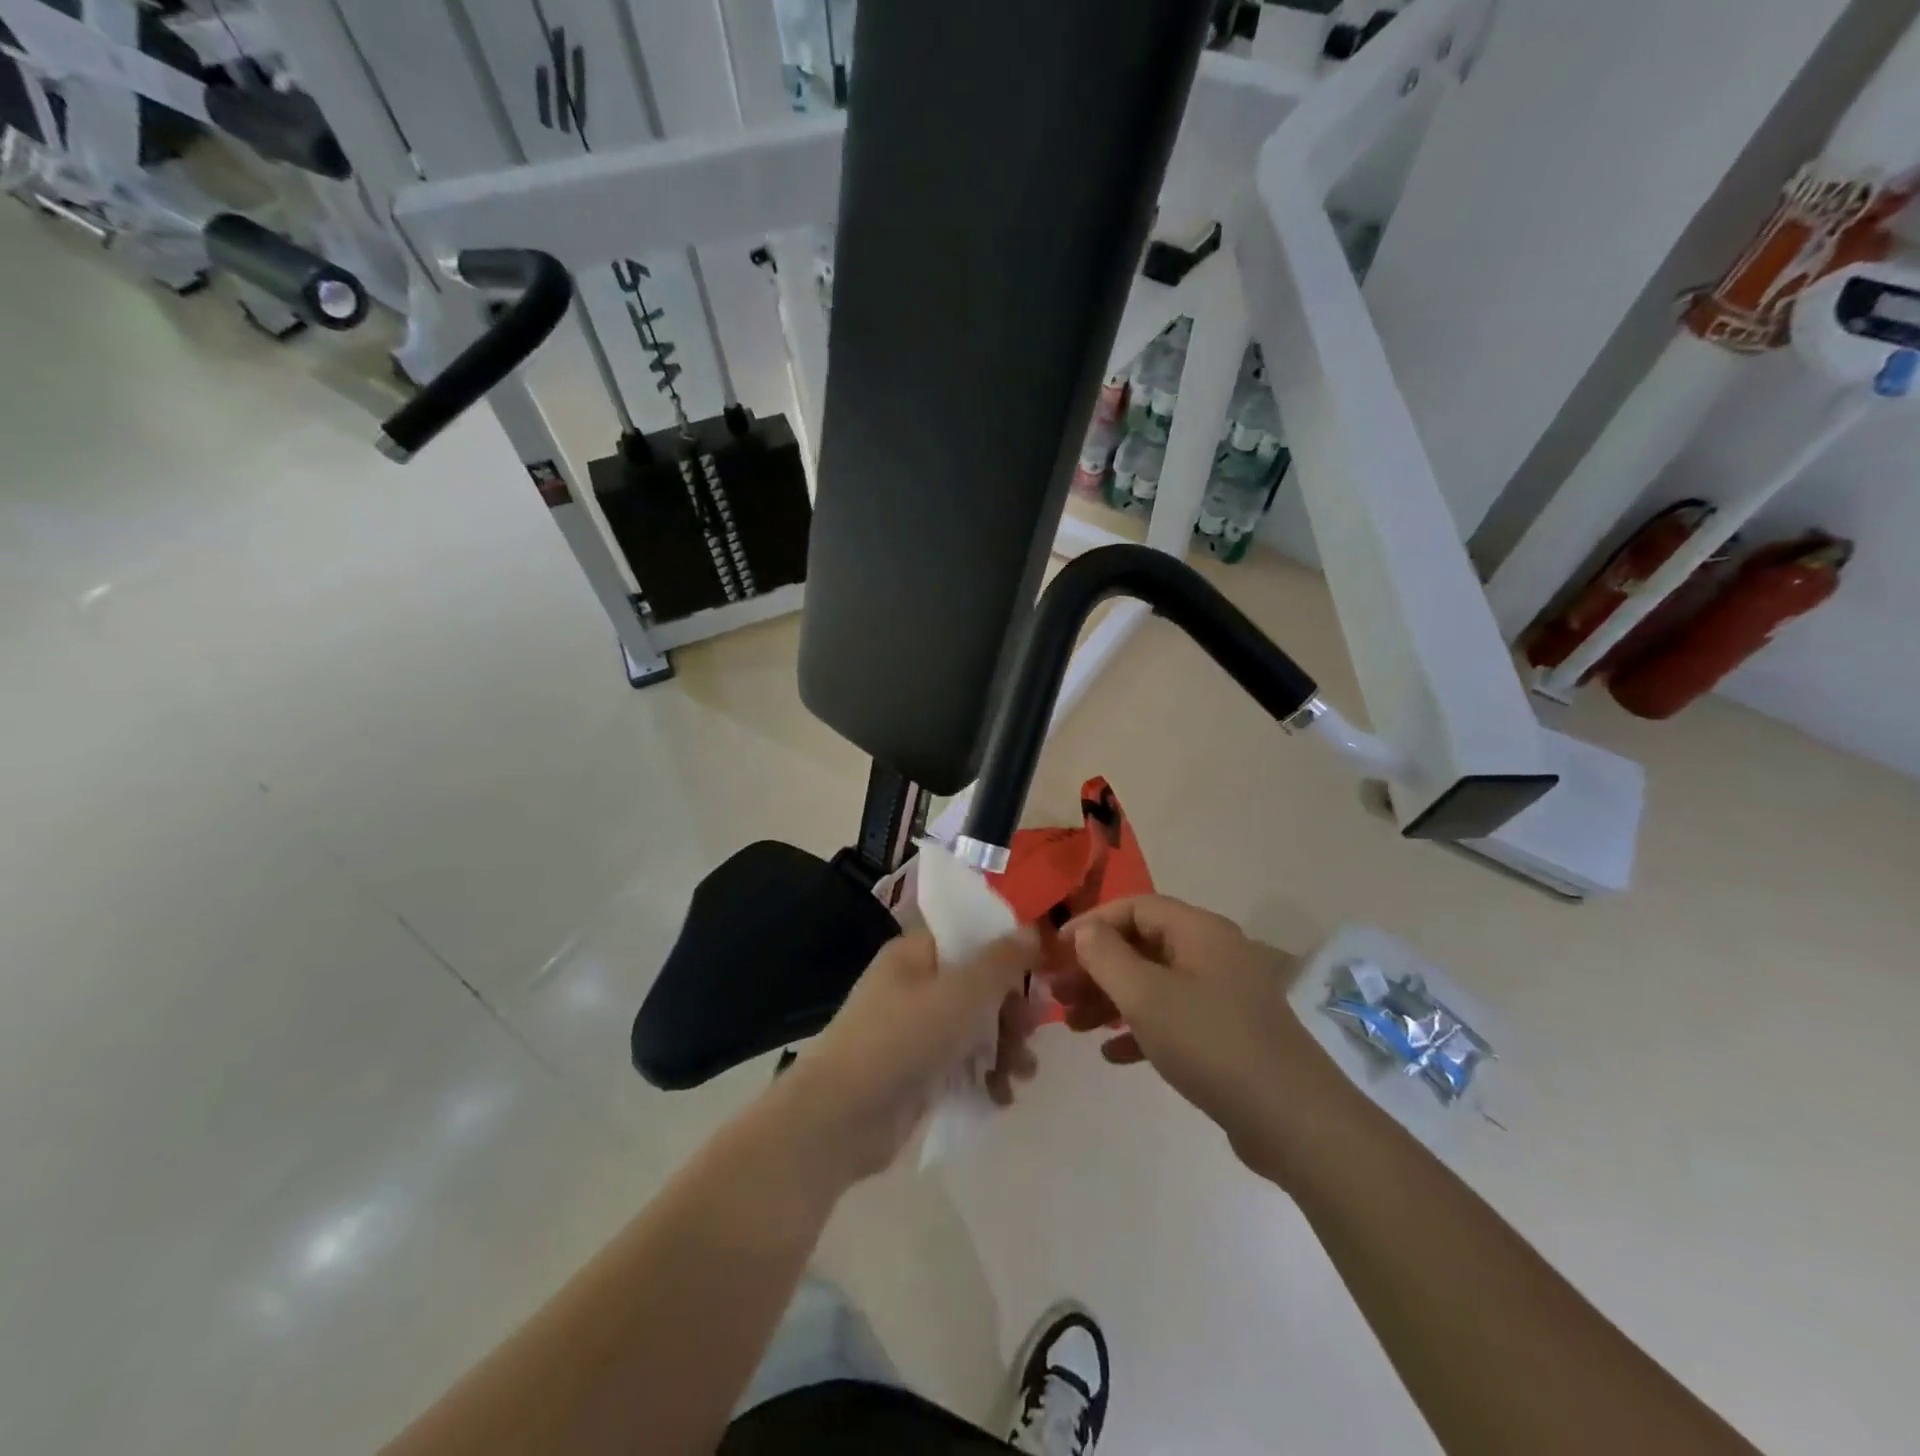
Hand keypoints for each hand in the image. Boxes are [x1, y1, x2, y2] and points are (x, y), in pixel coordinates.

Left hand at [774, 929, 1041, 1183]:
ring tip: (1021, 1074)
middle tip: (1030, 1032)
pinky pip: (961, 1063)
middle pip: (978, 985)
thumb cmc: (903, 1038)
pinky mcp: (917, 1071)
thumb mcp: (963, 993)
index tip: (1042, 972)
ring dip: (1004, 1047)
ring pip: (974, 1027)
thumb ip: (1002, 961)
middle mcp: (914, 984)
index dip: (1007, 950)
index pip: (970, 936)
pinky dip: (983, 1076)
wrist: (840, 1117)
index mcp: (916, 953)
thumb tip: (1030, 930)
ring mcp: (914, 1030)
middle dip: (1011, 1010)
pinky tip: (1000, 1097)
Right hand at [1051, 895, 1349, 1180]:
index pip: (1135, 907)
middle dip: (1097, 967)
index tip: (1057, 950)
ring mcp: (1223, 994)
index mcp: (1199, 931)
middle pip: (1142, 945)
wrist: (1293, 1119)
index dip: (1092, 923)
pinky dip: (1140, 1029)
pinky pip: (1173, 1018)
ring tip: (1074, 1026)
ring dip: (1112, 999)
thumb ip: (1107, 956)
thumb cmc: (1211, 1043)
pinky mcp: (1227, 1032)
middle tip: (1058, 993)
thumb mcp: (1146, 996)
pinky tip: (1112, 1054)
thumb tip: (1085, 931)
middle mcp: (1212, 953)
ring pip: (1154, 983)